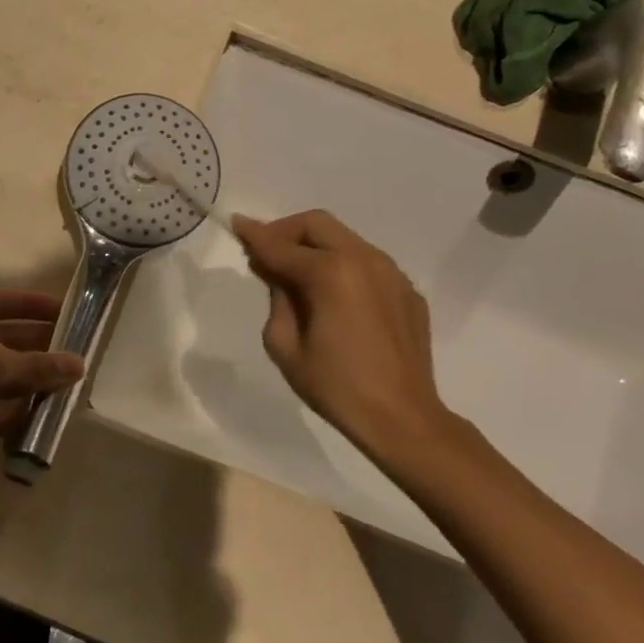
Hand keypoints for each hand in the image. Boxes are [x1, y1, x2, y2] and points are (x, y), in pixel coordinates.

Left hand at [0, 290, 84, 497]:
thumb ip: (32, 362)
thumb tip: (77, 365)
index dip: (29, 304)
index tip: (67, 310)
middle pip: (3, 341)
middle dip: (38, 345)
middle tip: (78, 350)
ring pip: (3, 379)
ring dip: (35, 379)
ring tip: (74, 381)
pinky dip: (23, 411)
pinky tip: (52, 410)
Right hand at [232, 210, 466, 474]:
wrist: (402, 418)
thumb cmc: (335, 387)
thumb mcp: (285, 345)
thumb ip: (277, 299)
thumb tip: (278, 274)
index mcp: (331, 273)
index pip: (281, 246)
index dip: (254, 236)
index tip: (236, 224)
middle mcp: (364, 260)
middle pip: (317, 224)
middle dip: (286, 231)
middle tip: (266, 253)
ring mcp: (392, 273)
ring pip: (344, 239)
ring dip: (315, 247)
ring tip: (297, 275)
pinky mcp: (407, 291)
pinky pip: (367, 264)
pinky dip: (343, 267)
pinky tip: (334, 298)